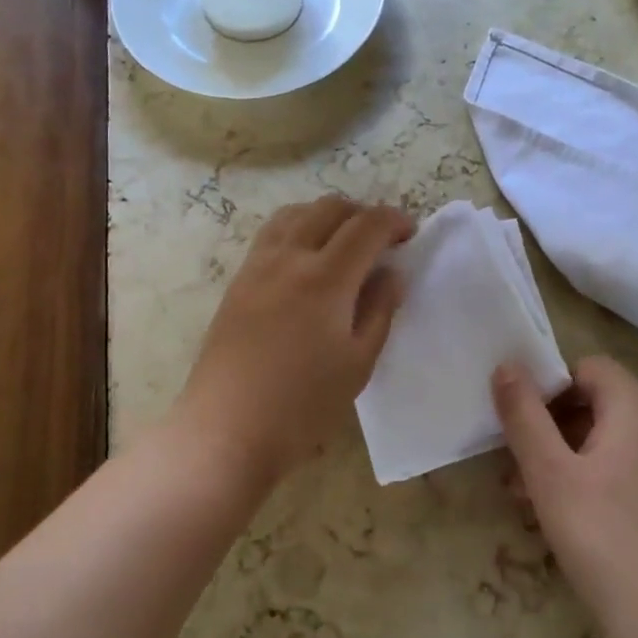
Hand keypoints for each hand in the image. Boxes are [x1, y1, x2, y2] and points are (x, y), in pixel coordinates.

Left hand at [174, 196, 411, 488]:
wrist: (226, 429)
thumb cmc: (302, 404)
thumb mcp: (358, 363)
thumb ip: (380, 309)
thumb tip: (391, 274)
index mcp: (326, 278)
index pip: (367, 226)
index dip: (394, 221)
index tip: (410, 235)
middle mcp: (289, 258)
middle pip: (330, 208)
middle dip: (363, 213)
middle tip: (381, 241)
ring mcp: (257, 265)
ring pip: (296, 213)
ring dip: (327, 216)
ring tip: (343, 243)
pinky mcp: (238, 280)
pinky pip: (272, 233)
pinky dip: (299, 228)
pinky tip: (307, 259)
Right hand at [493, 356, 637, 637]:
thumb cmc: (604, 541)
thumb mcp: (549, 476)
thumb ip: (524, 416)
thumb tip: (507, 366)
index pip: (590, 368)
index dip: (553, 388)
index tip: (527, 429)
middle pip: (606, 404)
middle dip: (561, 429)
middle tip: (526, 473)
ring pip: (625, 441)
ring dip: (582, 458)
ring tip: (548, 505)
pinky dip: (616, 481)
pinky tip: (595, 525)